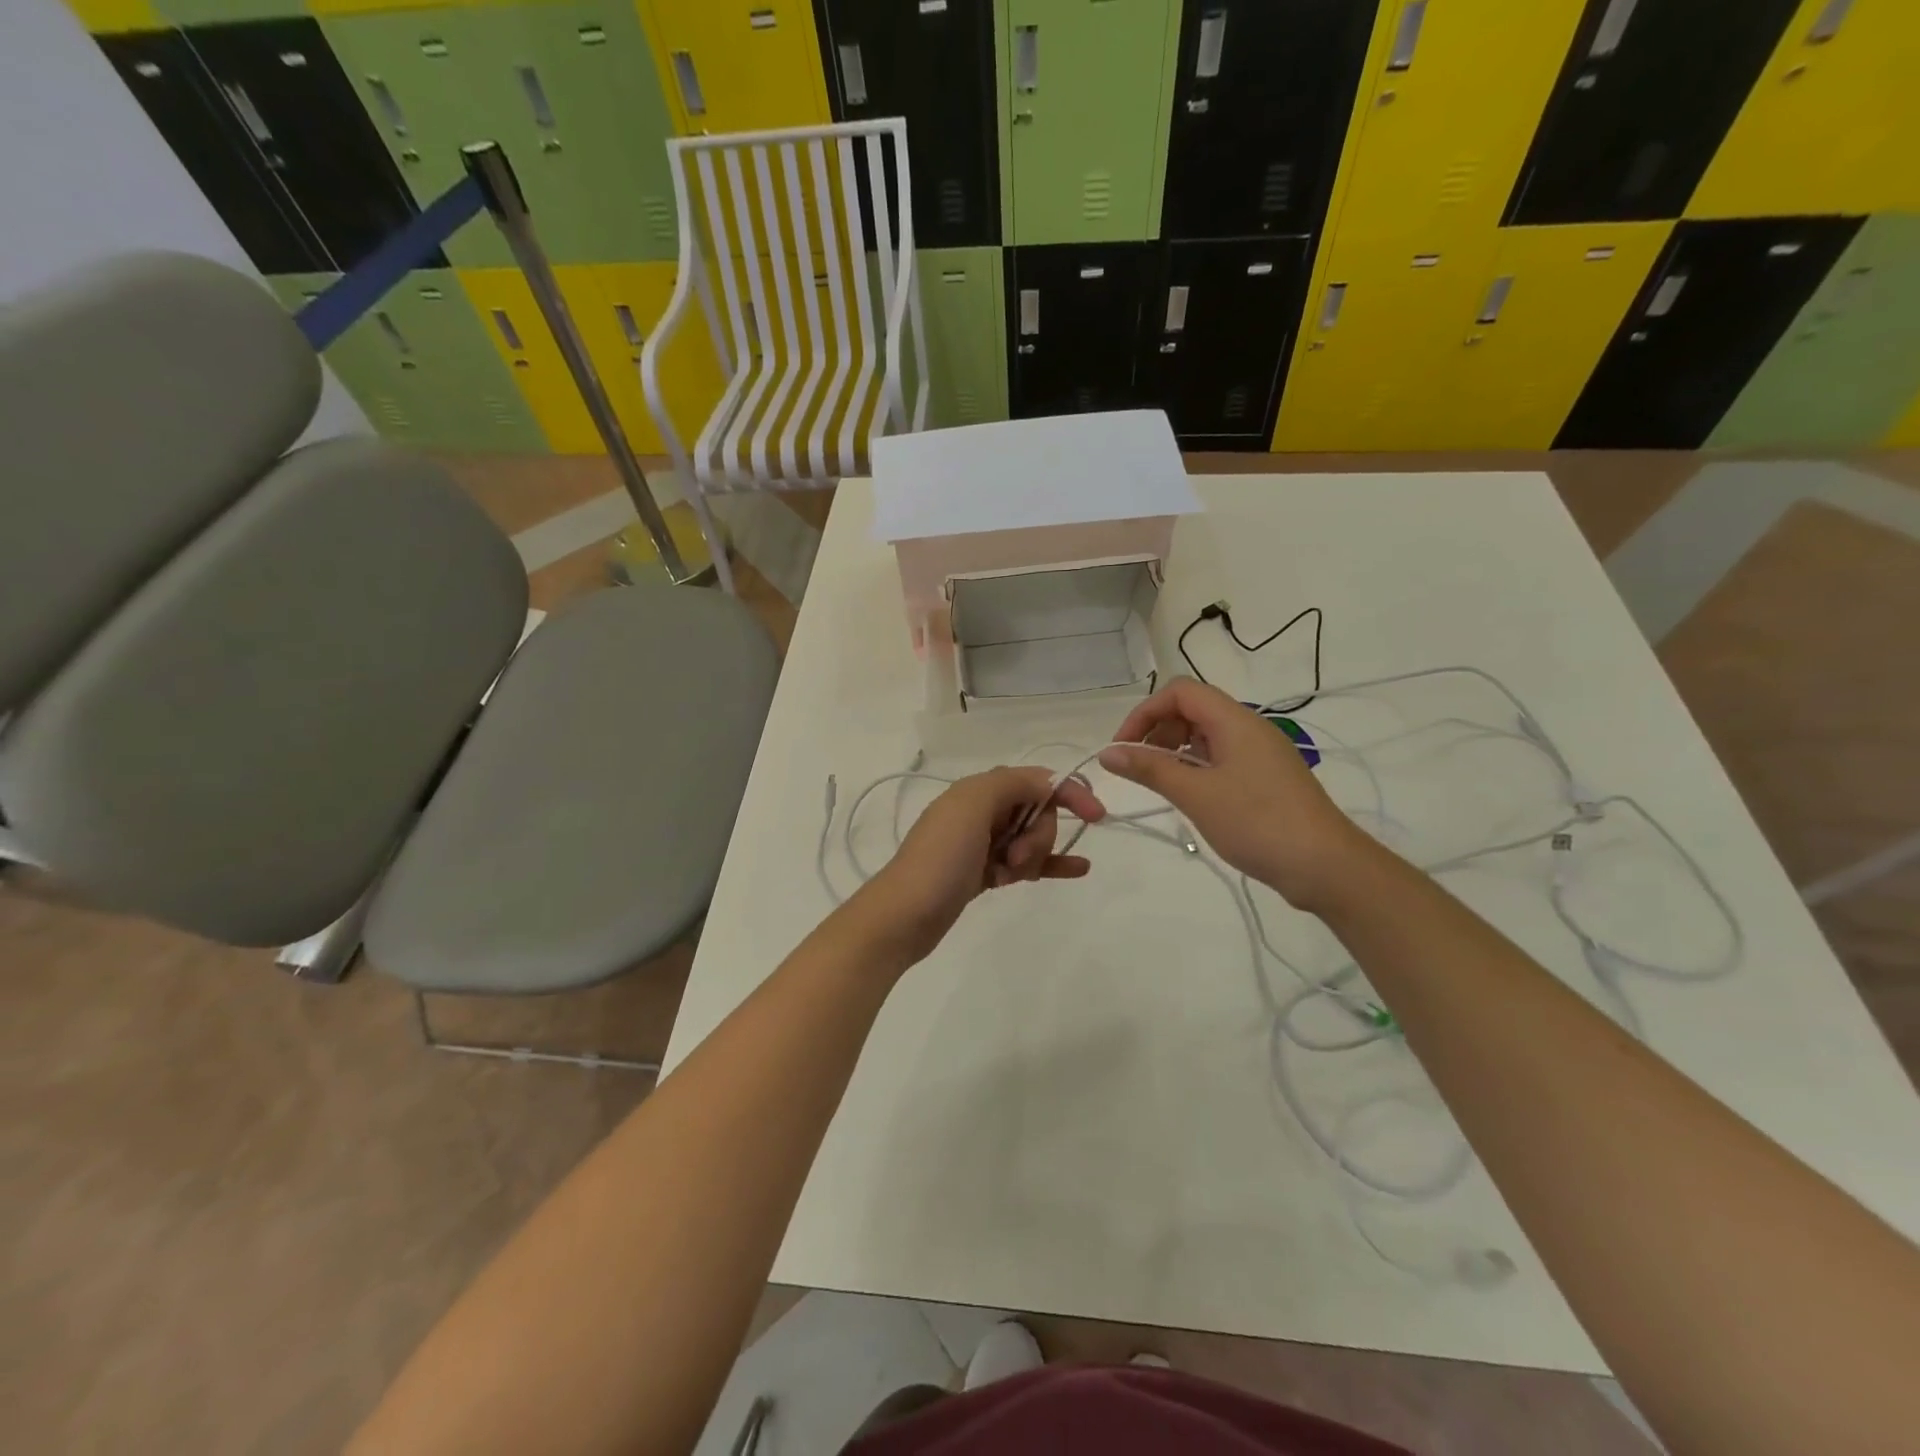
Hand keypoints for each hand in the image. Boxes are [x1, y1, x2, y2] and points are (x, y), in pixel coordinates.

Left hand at [853, 766, 1106, 966]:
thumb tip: (1046, 782)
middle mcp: (981, 810)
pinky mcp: (985, 872)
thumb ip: (1012, 783)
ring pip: (1032, 839)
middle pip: (1037, 811)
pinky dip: (1051, 863)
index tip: (1096, 816)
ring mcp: (983, 843)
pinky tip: (1079, 869)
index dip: (1069, 792)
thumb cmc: (940, 858)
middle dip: (1039, 834)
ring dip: (1037, 854)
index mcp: (979, 789)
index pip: (1036, 780)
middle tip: (1014, 858)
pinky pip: (1027, 862)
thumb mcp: (972, 806)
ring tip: (1014, 874)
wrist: (905, 915)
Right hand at [1099, 677, 1372, 912]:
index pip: (1180, 692)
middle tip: (1138, 767)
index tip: (1123, 748)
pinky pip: (1222, 757)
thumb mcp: (1196, 794)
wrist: (1325, 866)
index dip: (1145, 712)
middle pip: (1192, 709)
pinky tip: (1189, 795)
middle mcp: (1249, 727)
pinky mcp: (1266, 777)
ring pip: (1206, 734)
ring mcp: (1260, 753)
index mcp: (1235, 721)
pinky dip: (1196, 767)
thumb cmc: (1257, 823)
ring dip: (1175, 750)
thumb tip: (1107, 753)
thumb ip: (1150, 768)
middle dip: (1157, 730)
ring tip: (1160, 782)